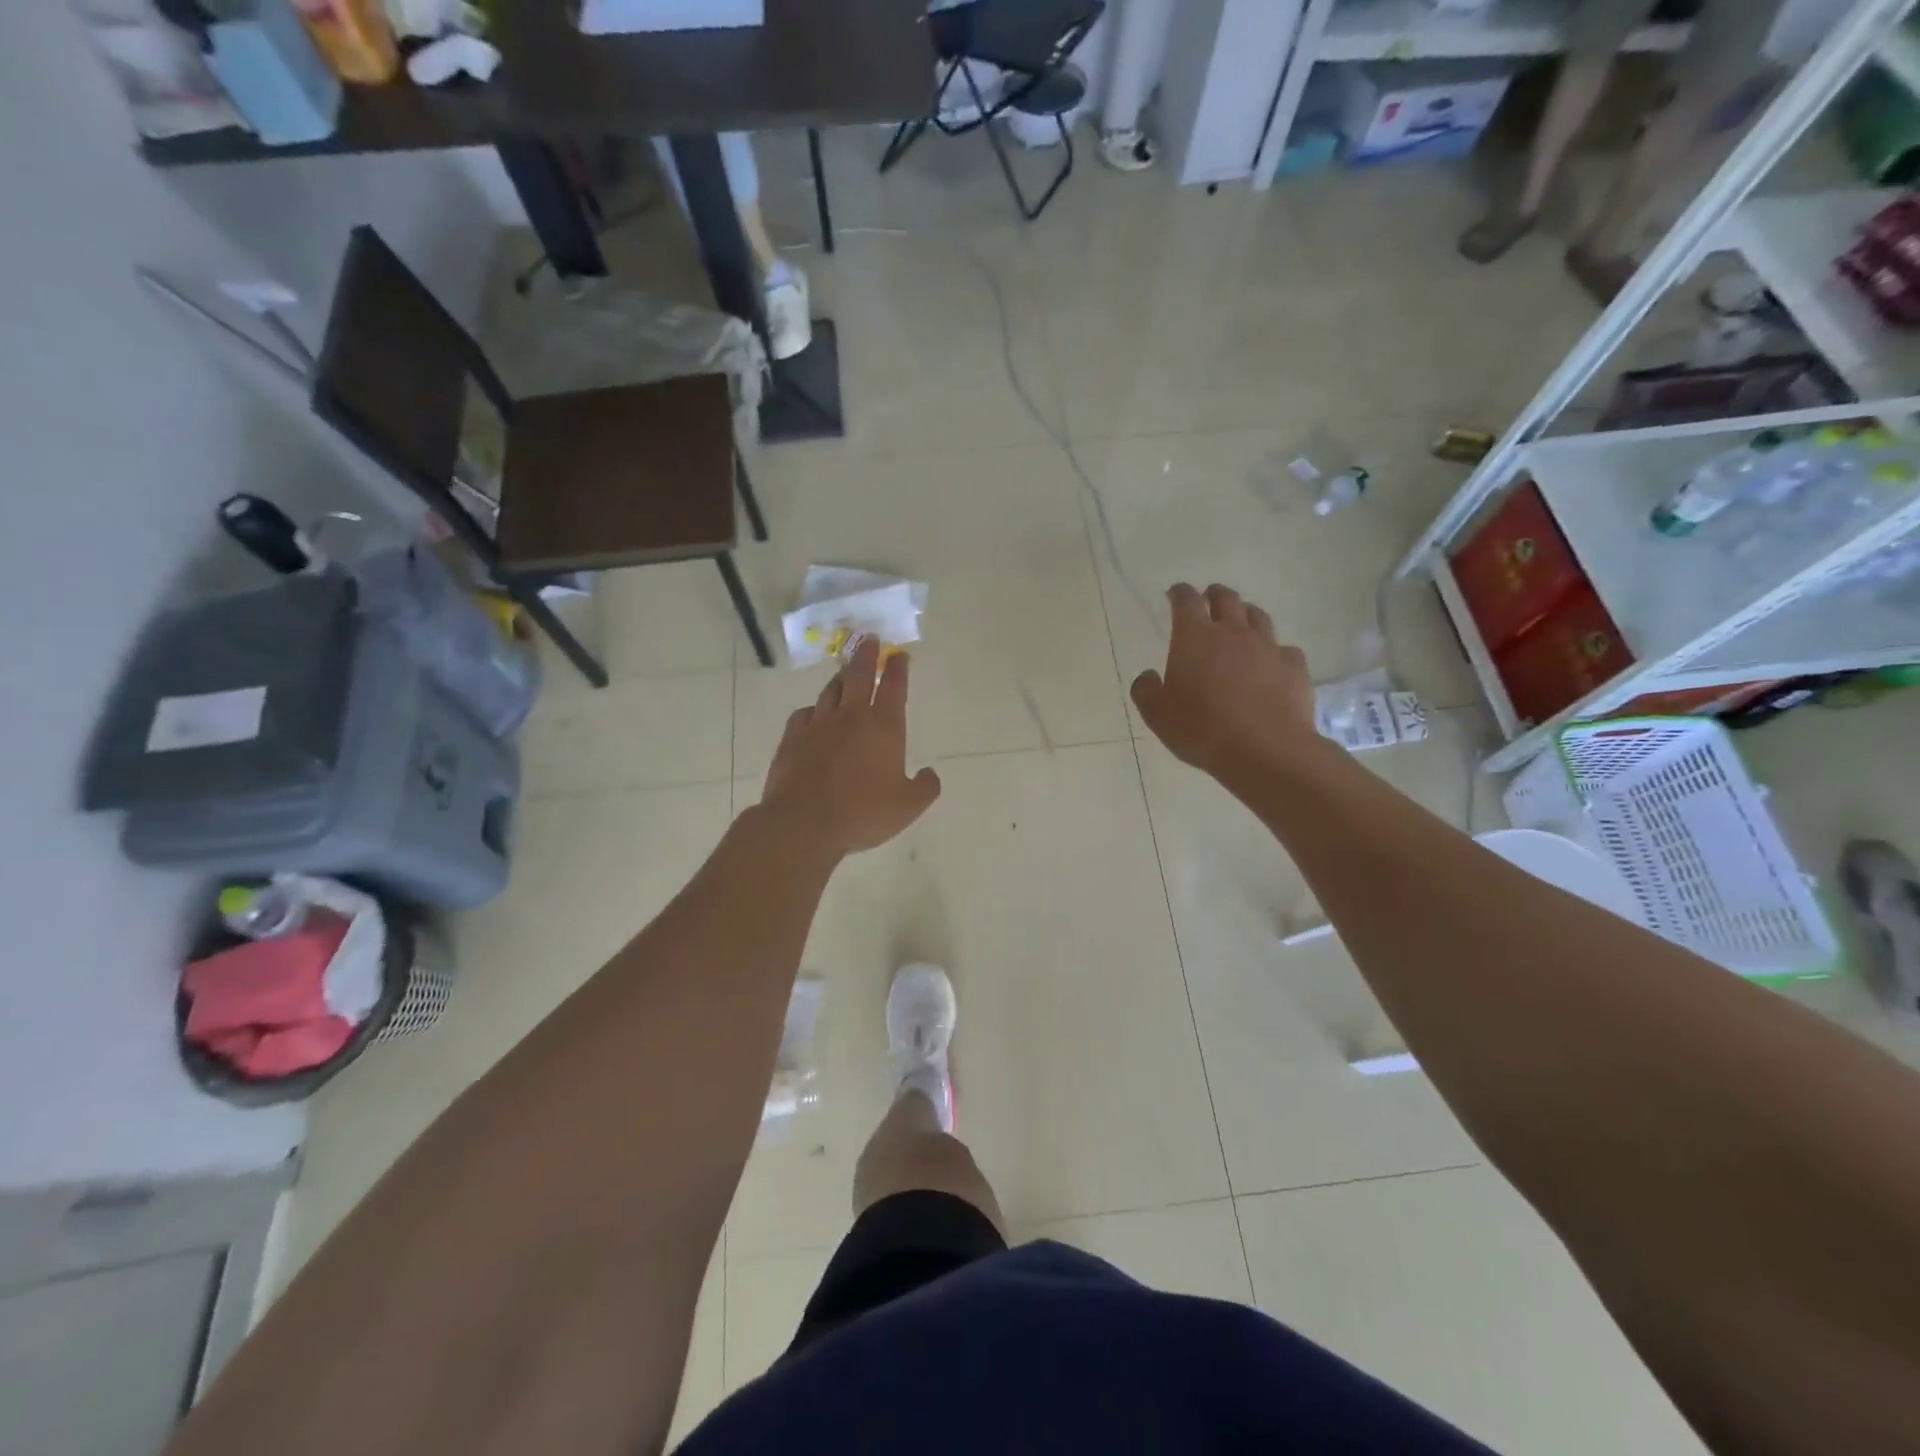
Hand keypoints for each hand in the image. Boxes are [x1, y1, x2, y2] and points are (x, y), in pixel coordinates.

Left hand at [759, 637, 942, 856]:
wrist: (803, 823)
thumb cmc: (862, 812)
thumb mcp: (908, 806)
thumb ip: (926, 787)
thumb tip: (930, 773)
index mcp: (883, 726)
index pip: (893, 687)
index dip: (898, 668)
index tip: (899, 654)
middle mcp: (851, 716)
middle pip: (858, 675)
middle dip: (866, 656)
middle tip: (868, 640)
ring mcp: (818, 725)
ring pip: (831, 691)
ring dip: (840, 677)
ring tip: (845, 670)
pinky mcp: (792, 738)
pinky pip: (804, 714)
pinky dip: (813, 709)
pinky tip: (813, 713)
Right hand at [1130, 583, 1317, 782]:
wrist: (1265, 750)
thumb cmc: (1201, 729)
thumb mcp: (1157, 715)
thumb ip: (1146, 690)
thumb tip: (1148, 675)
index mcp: (1194, 638)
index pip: (1186, 600)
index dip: (1179, 593)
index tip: (1174, 595)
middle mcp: (1233, 633)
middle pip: (1226, 599)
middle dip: (1214, 594)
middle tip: (1208, 599)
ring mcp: (1267, 647)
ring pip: (1257, 616)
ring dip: (1245, 614)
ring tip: (1240, 622)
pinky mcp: (1294, 667)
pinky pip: (1283, 648)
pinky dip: (1274, 650)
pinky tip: (1270, 663)